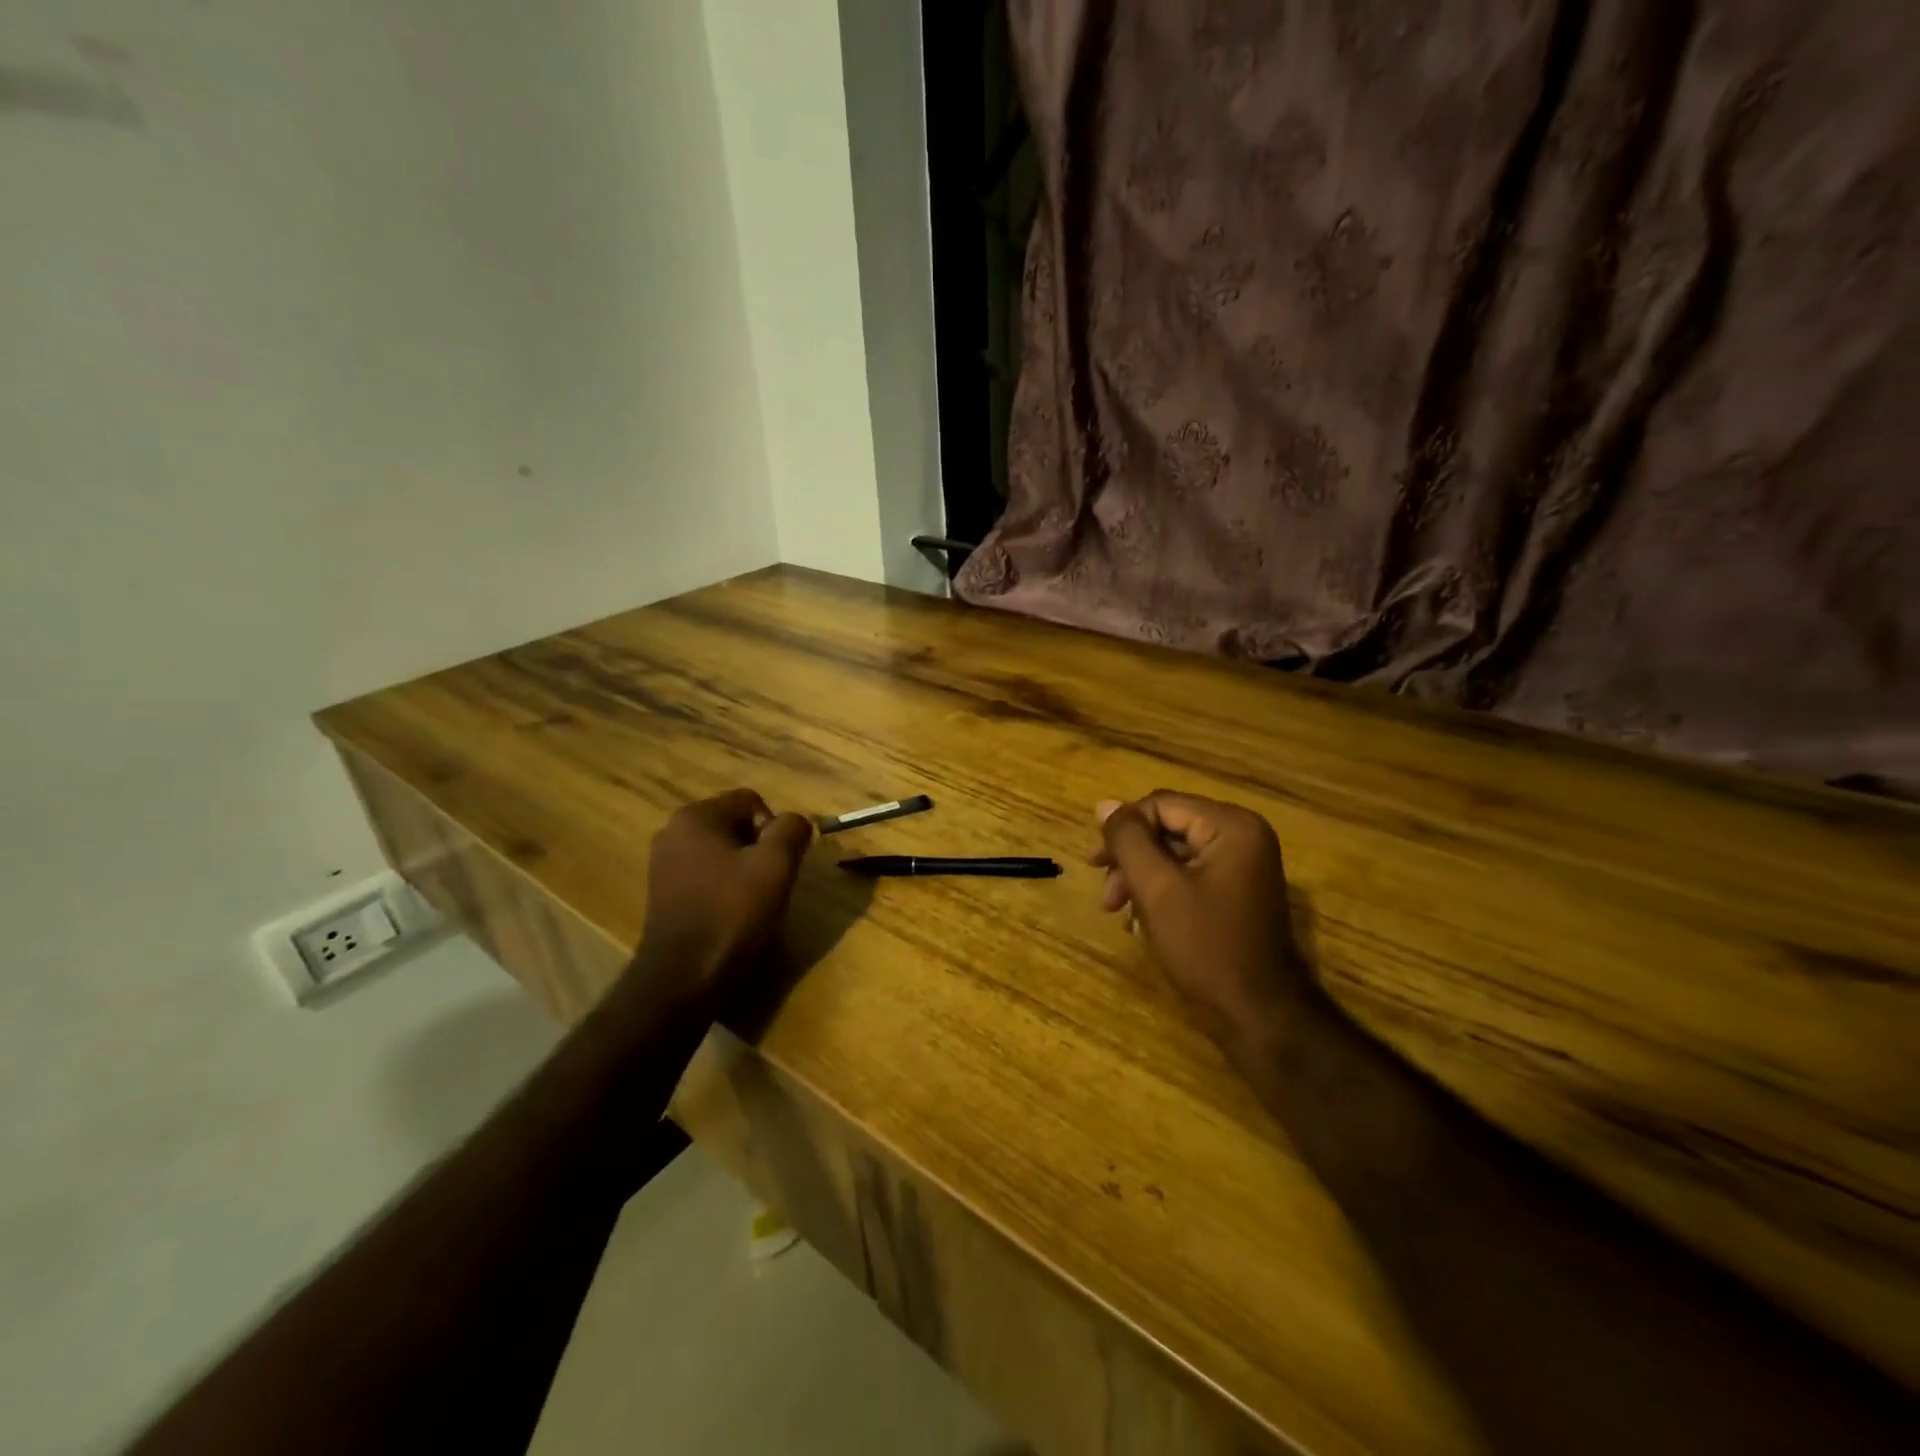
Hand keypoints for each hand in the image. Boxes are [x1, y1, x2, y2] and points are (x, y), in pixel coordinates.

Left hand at [631, 788, 814, 1006]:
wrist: (684, 977)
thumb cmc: (731, 912)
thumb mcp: (776, 865)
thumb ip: (792, 829)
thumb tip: (796, 822)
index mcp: (695, 817)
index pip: (751, 801)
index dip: (774, 829)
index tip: (778, 864)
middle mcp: (672, 832)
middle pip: (735, 825)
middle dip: (759, 849)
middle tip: (769, 883)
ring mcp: (663, 864)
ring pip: (721, 851)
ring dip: (743, 869)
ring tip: (752, 902)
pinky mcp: (662, 893)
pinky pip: (705, 875)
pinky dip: (723, 887)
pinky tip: (730, 913)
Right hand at [1093, 791, 1316, 1049]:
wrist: (1259, 1014)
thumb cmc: (1205, 947)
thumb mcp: (1157, 888)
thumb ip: (1128, 840)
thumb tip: (1105, 804)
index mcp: (1231, 826)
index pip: (1160, 805)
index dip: (1123, 831)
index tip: (1096, 867)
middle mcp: (1243, 835)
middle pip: (1168, 827)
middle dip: (1131, 859)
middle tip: (1107, 897)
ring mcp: (1245, 864)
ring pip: (1175, 853)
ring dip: (1142, 878)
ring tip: (1120, 913)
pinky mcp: (1239, 890)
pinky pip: (1191, 875)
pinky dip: (1163, 892)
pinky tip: (1143, 922)